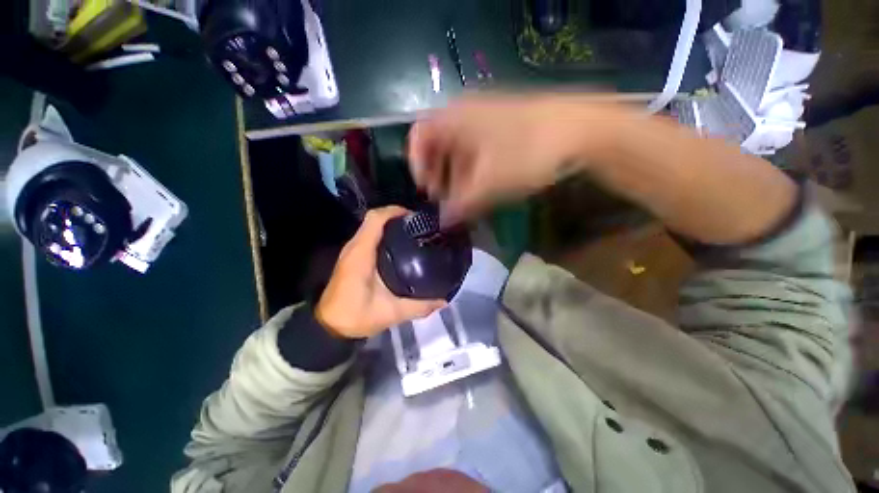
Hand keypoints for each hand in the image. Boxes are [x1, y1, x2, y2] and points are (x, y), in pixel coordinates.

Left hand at [315, 206, 446, 338]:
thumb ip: (419, 306)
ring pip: (371, 227)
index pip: (375, 219)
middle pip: (375, 219)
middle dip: (397, 217)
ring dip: (390, 225)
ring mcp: (351, 251)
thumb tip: (444, 300)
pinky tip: (399, 247)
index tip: (415, 217)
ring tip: (413, 234)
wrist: (329, 326)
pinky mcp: (352, 257)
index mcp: (362, 253)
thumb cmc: (356, 316)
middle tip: (419, 226)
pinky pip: (369, 237)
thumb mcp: (391, 312)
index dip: (395, 211)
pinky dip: (384, 235)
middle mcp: (355, 247)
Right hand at [407, 93, 623, 222]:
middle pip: (437, 145)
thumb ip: (461, 206)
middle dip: (437, 175)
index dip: (416, 165)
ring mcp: (485, 117)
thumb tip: (444, 221)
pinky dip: (473, 169)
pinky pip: (476, 148)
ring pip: (458, 149)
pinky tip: (482, 186)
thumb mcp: (488, 185)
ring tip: (465, 199)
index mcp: (453, 119)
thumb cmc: (525, 154)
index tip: (426, 191)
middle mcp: (464, 114)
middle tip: (445, 199)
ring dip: (456, 176)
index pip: (418, 136)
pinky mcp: (502, 125)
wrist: (579, 129)